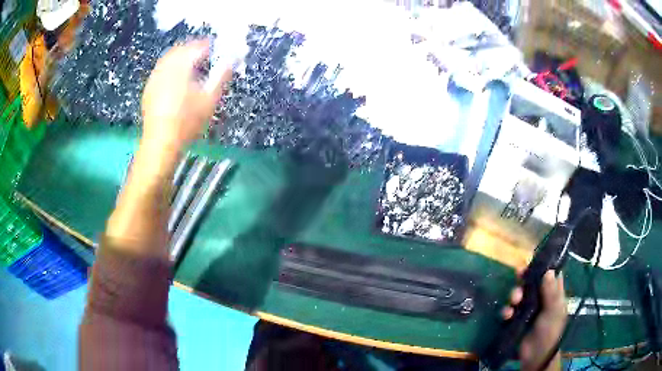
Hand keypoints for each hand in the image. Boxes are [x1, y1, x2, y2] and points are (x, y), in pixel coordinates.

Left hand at [141, 39, 231, 153]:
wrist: (161, 142)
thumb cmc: (187, 122)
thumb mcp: (210, 99)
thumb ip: (221, 76)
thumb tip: (230, 61)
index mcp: (181, 66)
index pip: (198, 47)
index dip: (210, 46)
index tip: (218, 49)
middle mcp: (166, 67)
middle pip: (181, 48)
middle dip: (194, 48)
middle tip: (206, 55)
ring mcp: (155, 77)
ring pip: (169, 57)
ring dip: (181, 56)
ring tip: (192, 65)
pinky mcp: (149, 88)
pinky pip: (161, 68)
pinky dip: (171, 67)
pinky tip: (176, 78)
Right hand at [501, 271, 567, 370]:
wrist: (535, 355)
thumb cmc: (550, 331)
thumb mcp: (553, 311)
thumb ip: (551, 292)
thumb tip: (548, 270)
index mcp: (553, 294)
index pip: (550, 274)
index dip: (542, 266)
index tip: (533, 259)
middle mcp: (541, 298)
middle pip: (531, 282)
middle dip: (524, 279)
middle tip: (518, 274)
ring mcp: (527, 309)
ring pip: (519, 295)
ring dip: (514, 295)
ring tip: (514, 300)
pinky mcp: (516, 320)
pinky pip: (509, 310)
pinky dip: (506, 311)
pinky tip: (507, 315)